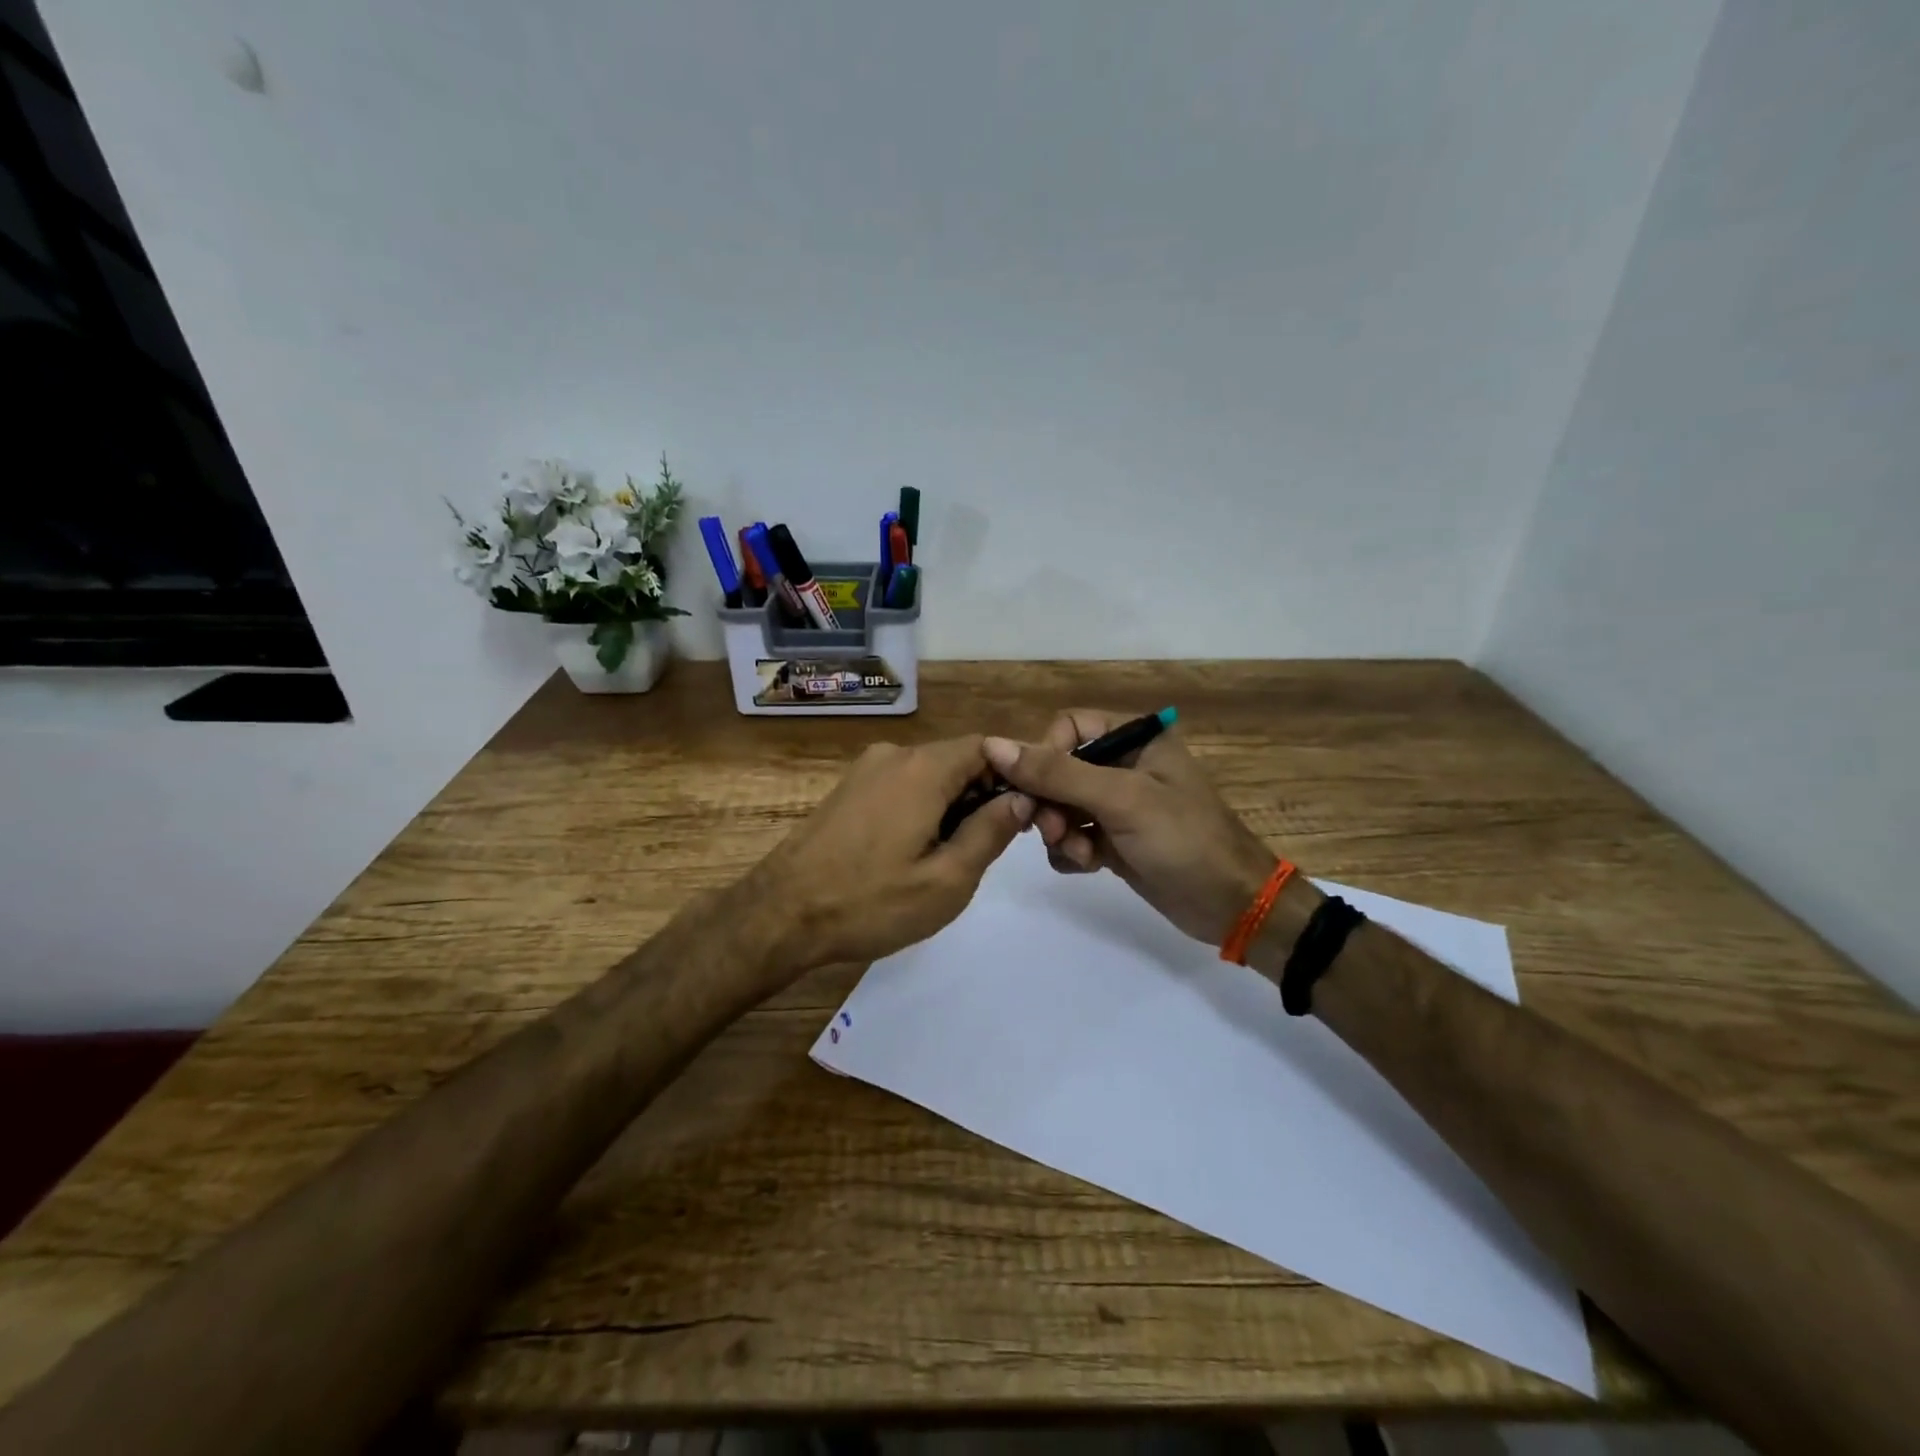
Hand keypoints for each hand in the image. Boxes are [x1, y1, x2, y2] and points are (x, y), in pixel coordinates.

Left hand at [750, 736, 1032, 974]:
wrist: (779, 915)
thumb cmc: (870, 902)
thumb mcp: (947, 880)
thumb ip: (991, 832)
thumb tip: (1022, 798)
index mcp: (923, 768)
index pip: (988, 747)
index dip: (1016, 774)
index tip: (1030, 813)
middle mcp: (894, 756)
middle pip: (958, 759)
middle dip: (984, 795)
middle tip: (993, 846)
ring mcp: (865, 770)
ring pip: (930, 775)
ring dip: (954, 806)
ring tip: (952, 858)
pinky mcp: (848, 790)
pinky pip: (902, 787)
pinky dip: (923, 808)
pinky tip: (915, 852)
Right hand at [983, 710, 1276, 944]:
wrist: (1232, 906)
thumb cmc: (1183, 839)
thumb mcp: (1121, 799)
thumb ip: (1057, 773)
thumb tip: (993, 745)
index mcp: (1135, 737)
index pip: (1068, 728)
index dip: (1046, 755)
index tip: (1038, 791)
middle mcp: (1124, 764)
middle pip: (1058, 769)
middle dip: (1050, 802)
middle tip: (1051, 830)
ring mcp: (1118, 804)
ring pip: (1060, 806)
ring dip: (1059, 831)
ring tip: (1081, 853)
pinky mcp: (1114, 839)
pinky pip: (1072, 835)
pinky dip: (1071, 851)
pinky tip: (1089, 866)